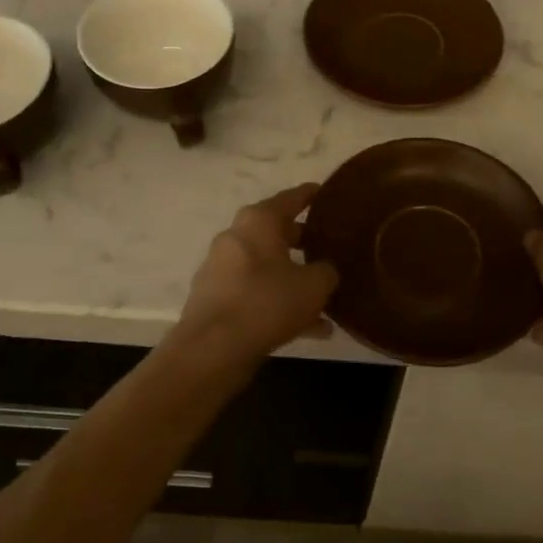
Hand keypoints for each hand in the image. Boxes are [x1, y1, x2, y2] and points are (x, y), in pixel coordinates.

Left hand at [172, 185, 338, 360]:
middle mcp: (236, 237)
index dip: (311, 195)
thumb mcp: (314, 286)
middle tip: (329, 248)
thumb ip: (326, 271)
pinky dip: (279, 303)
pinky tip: (310, 329)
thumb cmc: (267, 302)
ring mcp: (221, 268)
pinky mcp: (215, 298)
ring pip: (267, 267)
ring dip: (293, 279)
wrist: (213, 348)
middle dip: (303, 241)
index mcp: (258, 221)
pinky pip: (256, 294)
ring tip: (325, 299)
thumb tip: (325, 270)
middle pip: (276, 232)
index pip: (291, 198)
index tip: (327, 194)